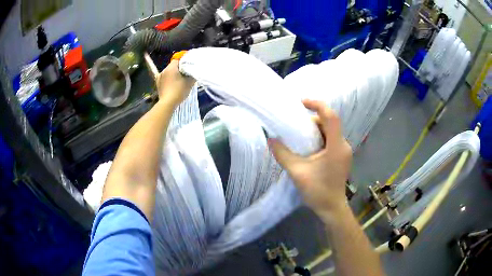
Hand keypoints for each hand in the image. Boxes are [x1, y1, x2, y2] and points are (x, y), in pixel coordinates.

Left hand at [156, 60, 195, 106]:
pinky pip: (165, 79)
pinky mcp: (158, 85)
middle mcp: (163, 70)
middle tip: (186, 74)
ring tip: (180, 81)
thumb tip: (194, 71)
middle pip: (173, 66)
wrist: (167, 103)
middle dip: (179, 69)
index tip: (189, 66)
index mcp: (171, 67)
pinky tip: (173, 85)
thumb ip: (193, 74)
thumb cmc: (179, 91)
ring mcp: (159, 78)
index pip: (178, 59)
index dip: (184, 62)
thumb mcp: (190, 82)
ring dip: (174, 75)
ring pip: (169, 73)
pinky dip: (169, 80)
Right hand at [269, 99, 351, 217]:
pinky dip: (319, 137)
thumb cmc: (317, 191)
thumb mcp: (297, 172)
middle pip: (329, 122)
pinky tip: (307, 146)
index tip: (301, 102)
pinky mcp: (341, 156)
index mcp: (336, 146)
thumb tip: (270, 139)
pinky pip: (330, 140)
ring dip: (315, 129)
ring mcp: (343, 151)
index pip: (331, 117)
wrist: (331, 208)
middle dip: (312, 119)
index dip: (317, 105)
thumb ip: (283, 154)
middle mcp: (343, 145)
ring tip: (298, 134)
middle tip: (295, 123)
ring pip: (329, 131)